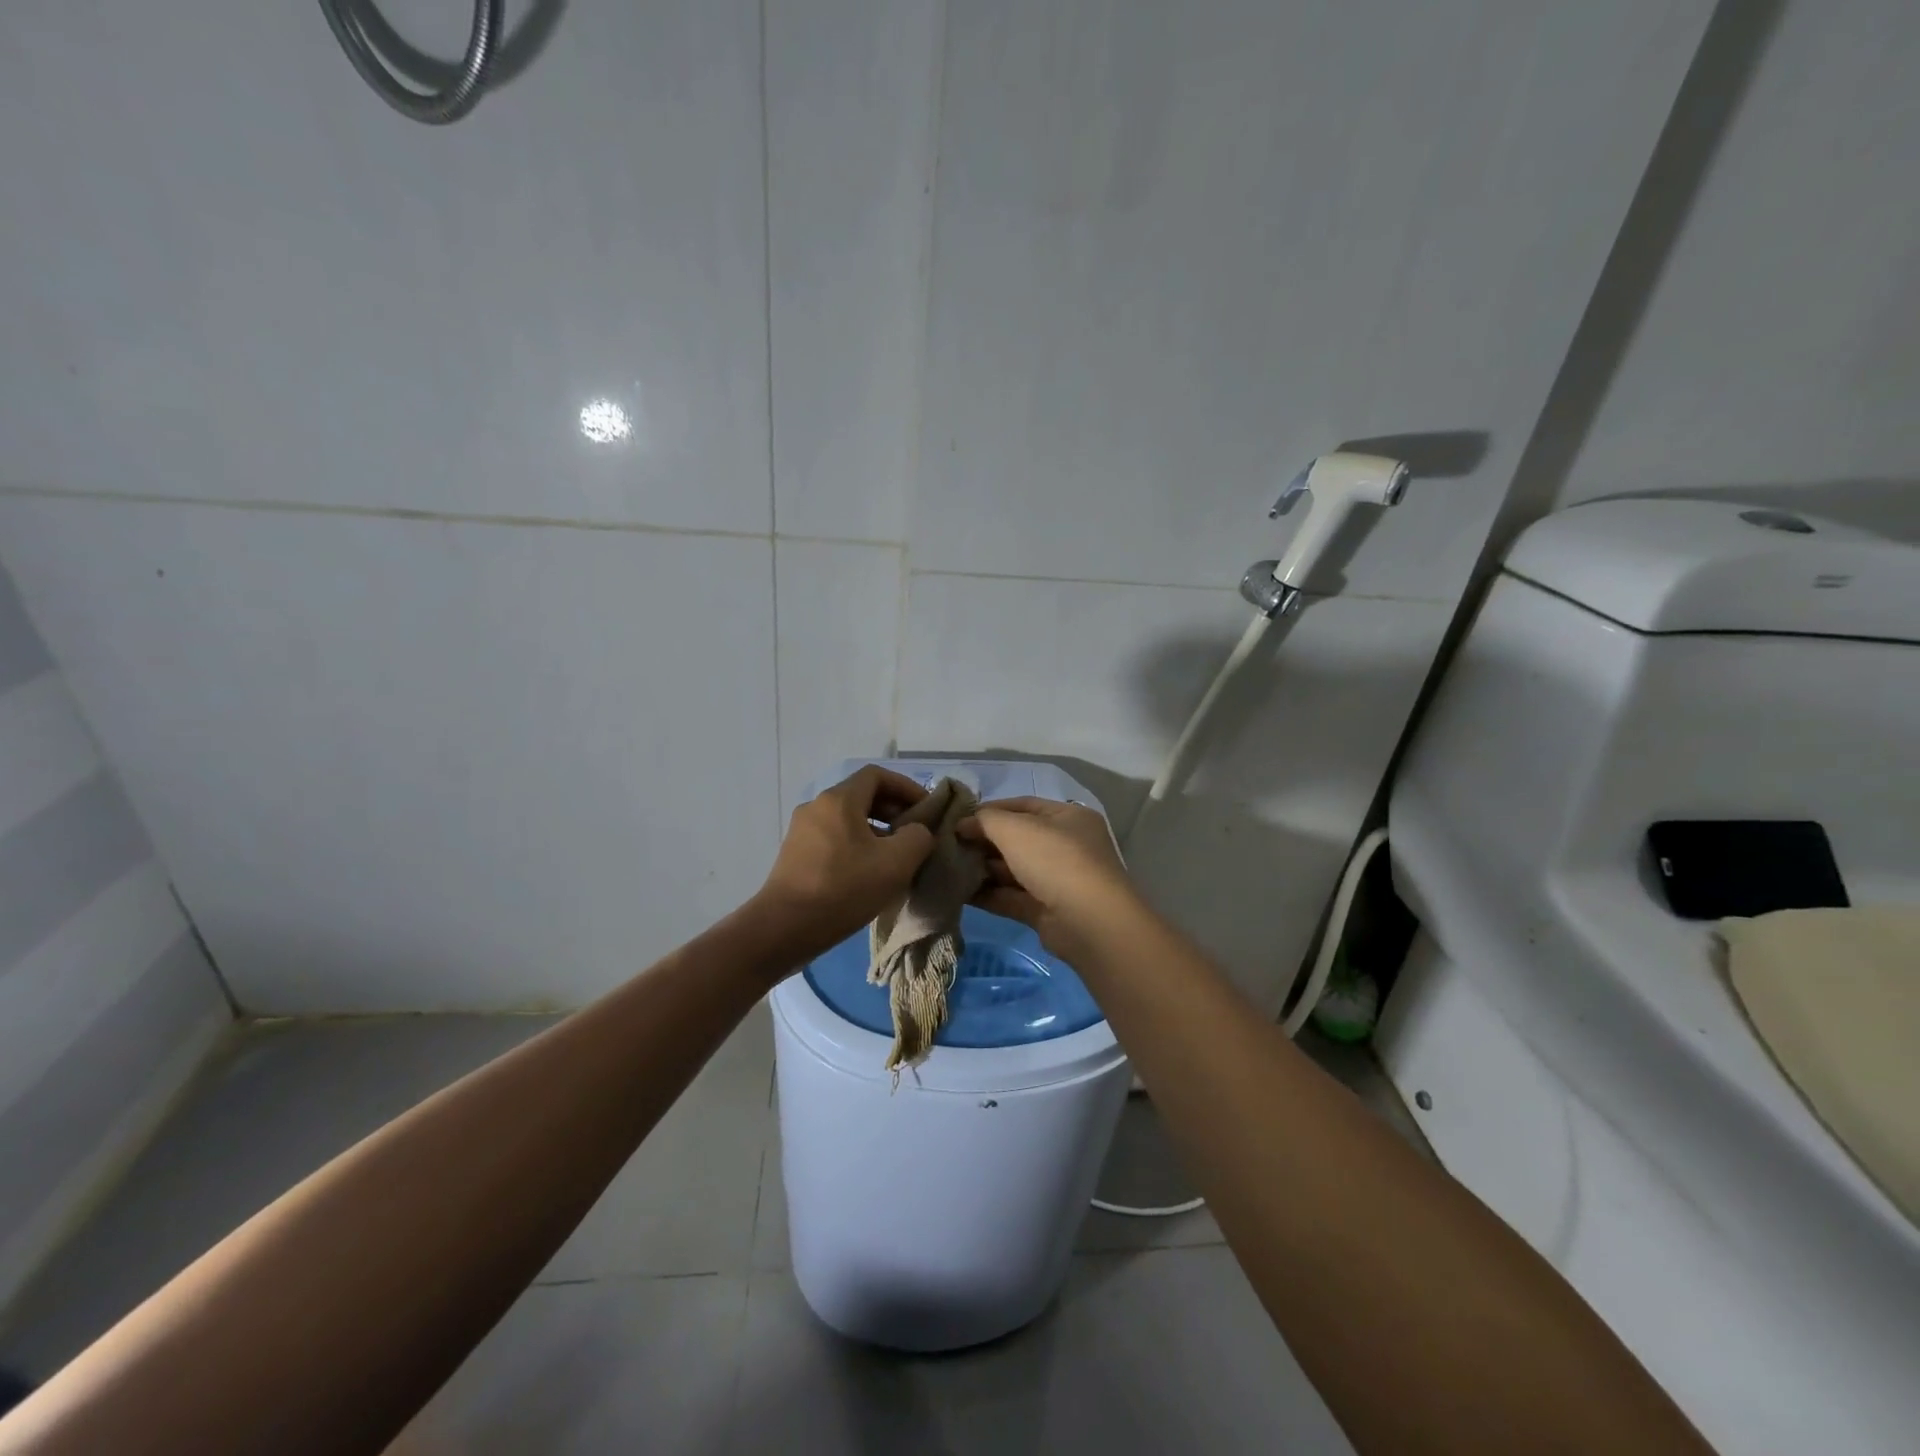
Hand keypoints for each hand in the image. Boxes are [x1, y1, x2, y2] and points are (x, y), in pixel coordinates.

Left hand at [754, 766, 936, 965]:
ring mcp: (802, 831)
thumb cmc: (844, 888)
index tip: (926, 809)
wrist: (784, 928)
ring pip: (847, 819)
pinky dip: (856, 845)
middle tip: (915, 835)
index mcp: (839, 800)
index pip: (877, 775)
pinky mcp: (795, 855)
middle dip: (893, 810)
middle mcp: (816, 807)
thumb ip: (918, 837)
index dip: (906, 787)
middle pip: (861, 795)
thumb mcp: (896, 862)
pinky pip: (833, 838)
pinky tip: (868, 874)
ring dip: (876, 830)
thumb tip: (916, 831)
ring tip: (895, 857)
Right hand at [959, 797, 1139, 961]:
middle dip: (983, 841)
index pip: (1022, 806)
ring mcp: (1057, 880)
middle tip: (948, 845)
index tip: (957, 818)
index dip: (989, 810)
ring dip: (982, 869)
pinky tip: (959, 893)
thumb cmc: (1055, 860)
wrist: (1089, 921)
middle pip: (1017, 838)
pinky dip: (988, 894)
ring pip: (1013, 870)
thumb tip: (963, 824)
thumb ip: (985, 820)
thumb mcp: (1015, 829)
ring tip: (947, 868)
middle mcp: (1065, 845)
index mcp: (1067, 817)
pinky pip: (1012, 897)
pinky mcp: (1046, 911)